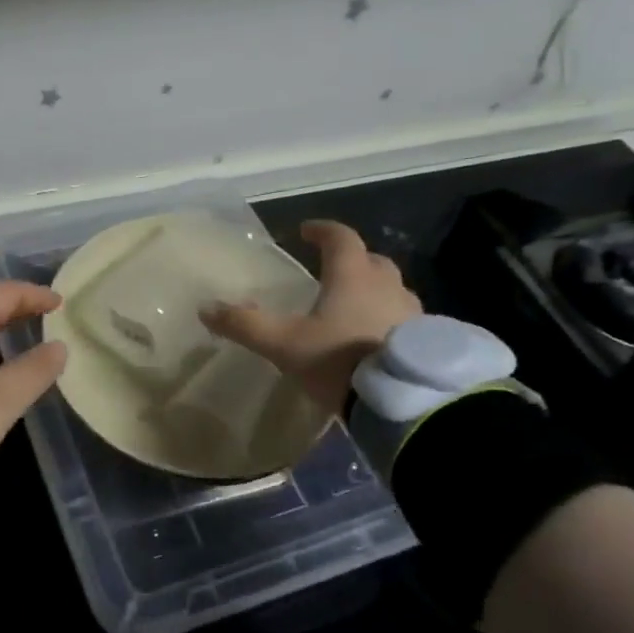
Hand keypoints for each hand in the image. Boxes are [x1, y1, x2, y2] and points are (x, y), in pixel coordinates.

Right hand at [200, 220, 421, 411]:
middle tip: (332, 271)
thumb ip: (245, 325)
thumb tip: (206, 308)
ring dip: (373, 290)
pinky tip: (376, 339)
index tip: (306, 232)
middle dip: (351, 260)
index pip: (340, 238)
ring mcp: (413, 312)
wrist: (401, 401)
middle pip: (371, 261)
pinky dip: (388, 318)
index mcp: (352, 276)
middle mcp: (387, 285)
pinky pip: (405, 318)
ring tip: (353, 308)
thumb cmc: (339, 361)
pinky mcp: (427, 339)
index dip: (322, 231)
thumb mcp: (284, 345)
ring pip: (391, 289)